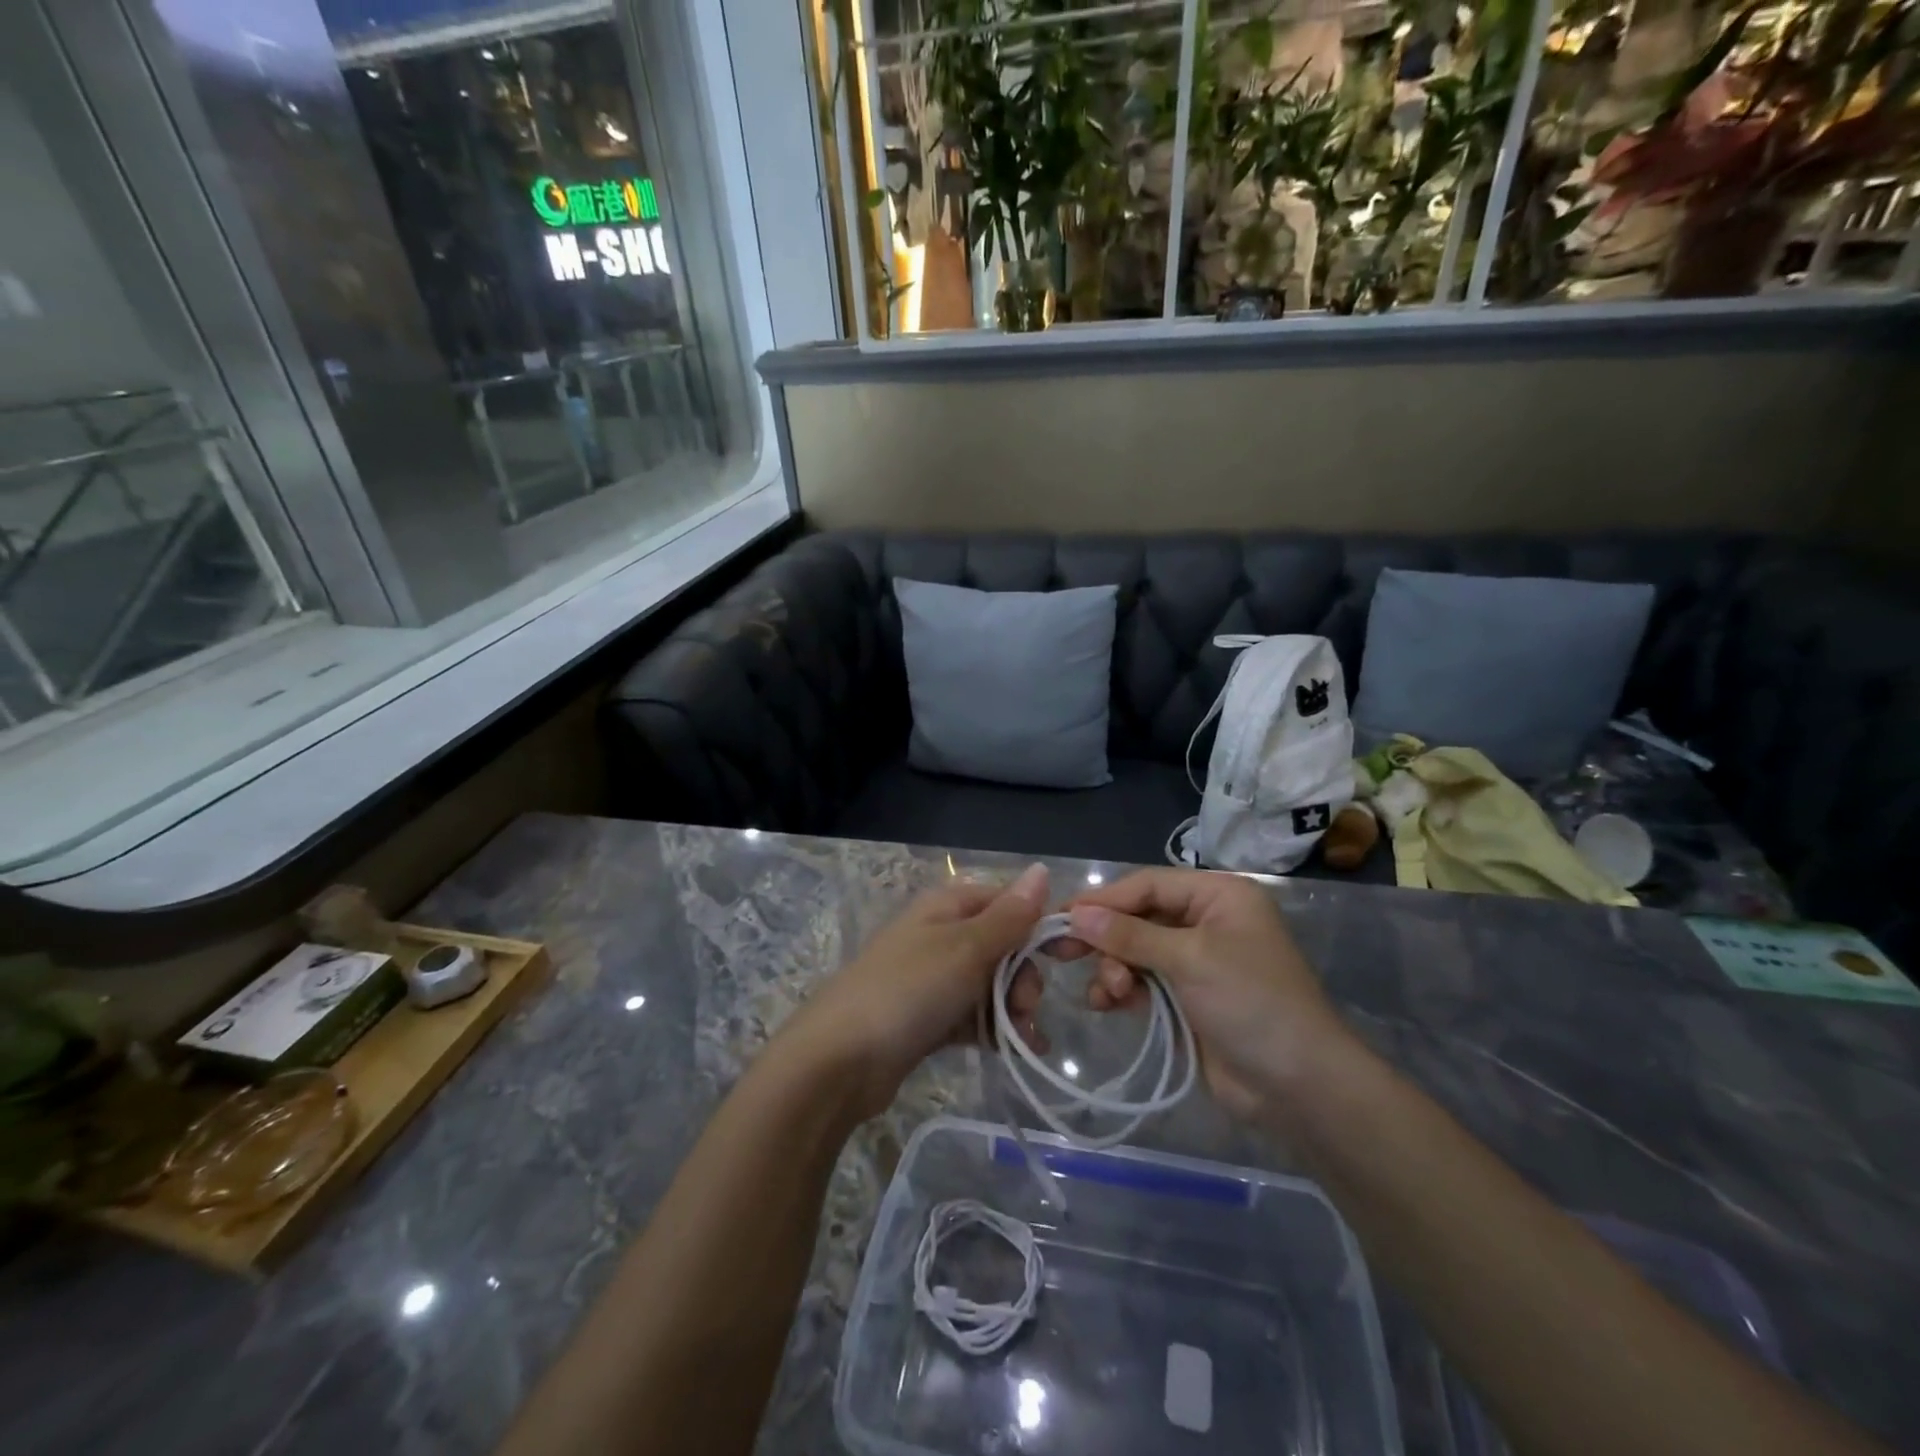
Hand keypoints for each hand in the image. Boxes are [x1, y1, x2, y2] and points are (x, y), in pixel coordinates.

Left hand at [781, 864, 1051, 1118]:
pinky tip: (1016, 1052)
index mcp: (947, 905)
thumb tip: (1042, 869)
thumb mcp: (966, 948)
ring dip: (1012, 1009)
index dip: (1036, 925)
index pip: (1006, 901)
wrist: (840, 1060)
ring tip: (1022, 1039)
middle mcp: (940, 934)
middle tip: (1025, 1007)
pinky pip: (972, 1016)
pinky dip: (994, 1030)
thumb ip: (1009, 916)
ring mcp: (932, 978)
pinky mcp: (927, 1018)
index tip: (1063, 957)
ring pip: (990, 984)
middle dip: (1023, 976)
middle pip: (1002, 945)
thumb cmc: (908, 990)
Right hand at [1060, 868, 1358, 1124]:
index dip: (1104, 900)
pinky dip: (1123, 990)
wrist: (1300, 1087)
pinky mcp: (1188, 998)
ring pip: (1136, 951)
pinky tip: (1107, 1004)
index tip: (1062, 916)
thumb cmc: (1252, 1003)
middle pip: (1139, 917)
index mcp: (1218, 897)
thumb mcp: (1190, 960)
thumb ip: (1130, 935)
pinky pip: (1143, 982)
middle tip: (1061, 951)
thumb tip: (1076, 914)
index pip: (1148, 885)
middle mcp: (1206, 921)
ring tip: (1110, 993)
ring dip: (1115, 969)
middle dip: (1105, 937)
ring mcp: (1197, 962)